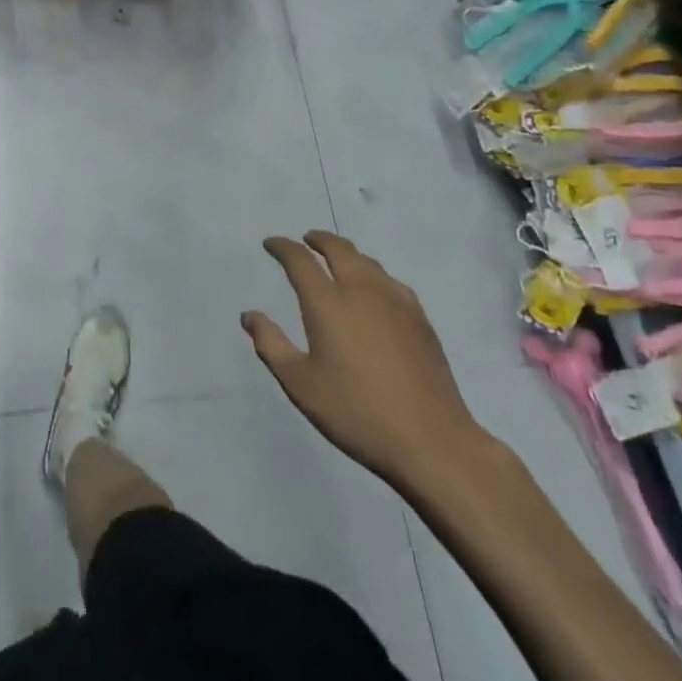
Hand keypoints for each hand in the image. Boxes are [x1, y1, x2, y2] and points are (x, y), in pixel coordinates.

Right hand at [242, 231, 485, 493]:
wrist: (431, 441)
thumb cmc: (356, 412)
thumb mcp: (300, 385)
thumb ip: (271, 344)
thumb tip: (250, 315)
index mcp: (328, 303)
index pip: (299, 260)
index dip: (282, 247)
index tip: (271, 244)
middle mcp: (361, 290)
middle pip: (338, 248)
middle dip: (318, 239)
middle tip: (306, 240)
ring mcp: (395, 301)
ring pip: (367, 261)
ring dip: (346, 254)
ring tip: (337, 262)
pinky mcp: (419, 318)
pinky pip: (390, 281)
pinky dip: (372, 274)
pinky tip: (374, 291)